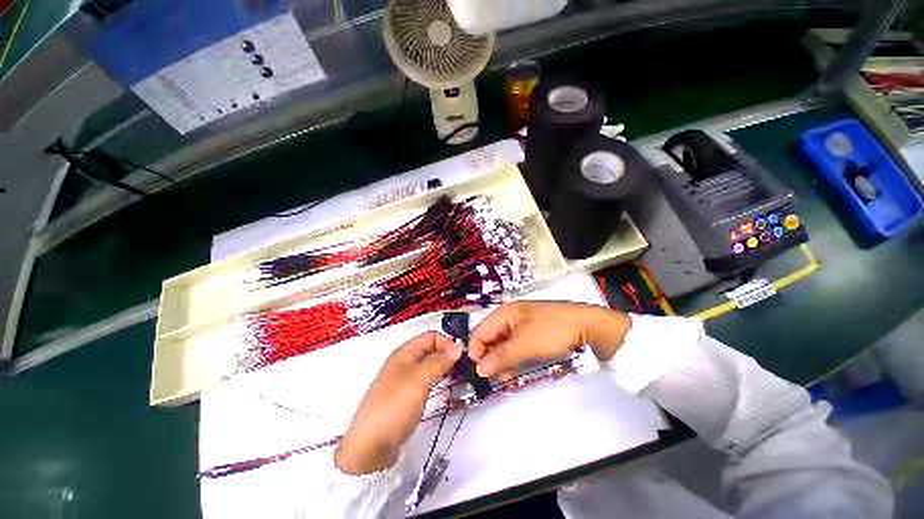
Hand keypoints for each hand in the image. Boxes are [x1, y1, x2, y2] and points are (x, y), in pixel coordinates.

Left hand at [335, 332, 460, 474]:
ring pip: (430, 365)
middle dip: (447, 355)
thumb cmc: (394, 406)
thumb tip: (457, 348)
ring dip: (444, 368)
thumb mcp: (418, 380)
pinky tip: (446, 388)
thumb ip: (438, 362)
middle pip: (431, 350)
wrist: (370, 446)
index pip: (431, 336)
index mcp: (405, 352)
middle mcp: (405, 362)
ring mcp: (406, 379)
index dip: (446, 343)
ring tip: (458, 377)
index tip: (461, 357)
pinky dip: (438, 380)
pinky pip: (427, 380)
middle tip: (463, 368)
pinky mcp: (408, 395)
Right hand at [468, 301, 631, 378]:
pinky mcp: (532, 334)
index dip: (476, 352)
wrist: (589, 327)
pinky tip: (517, 370)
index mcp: (505, 312)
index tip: (480, 373)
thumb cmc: (553, 331)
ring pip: (503, 345)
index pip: (480, 332)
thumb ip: (501, 356)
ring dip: (502, 361)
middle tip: (496, 378)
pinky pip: (515, 348)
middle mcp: (510, 317)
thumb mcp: (525, 344)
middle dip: (490, 358)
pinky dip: (514, 359)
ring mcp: (522, 326)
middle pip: (490, 339)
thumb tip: (479, 369)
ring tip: (507, 377)